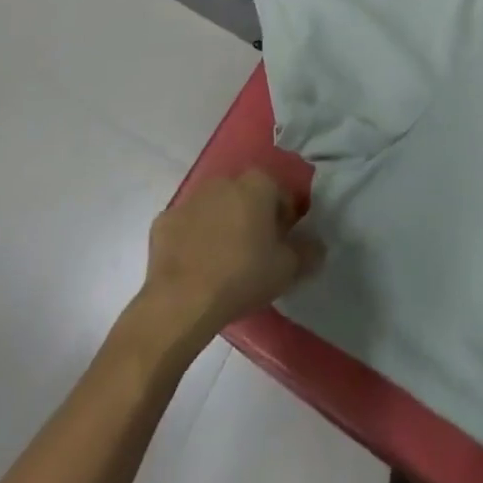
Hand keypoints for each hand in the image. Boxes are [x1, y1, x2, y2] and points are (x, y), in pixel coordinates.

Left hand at [135, 169, 323, 352]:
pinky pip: (186, 227)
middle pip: (246, 197)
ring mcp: (190, 199)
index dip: (286, 221)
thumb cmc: (243, 276)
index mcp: (257, 184)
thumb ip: (308, 253)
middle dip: (252, 219)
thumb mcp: (287, 269)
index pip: (281, 196)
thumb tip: (318, 246)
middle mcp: (224, 181)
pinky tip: (195, 267)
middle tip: (256, 254)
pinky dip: (192, 240)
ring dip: (221, 226)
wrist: (181, 300)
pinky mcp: (164, 221)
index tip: (283, 247)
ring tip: (224, 262)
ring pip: (214, 209)